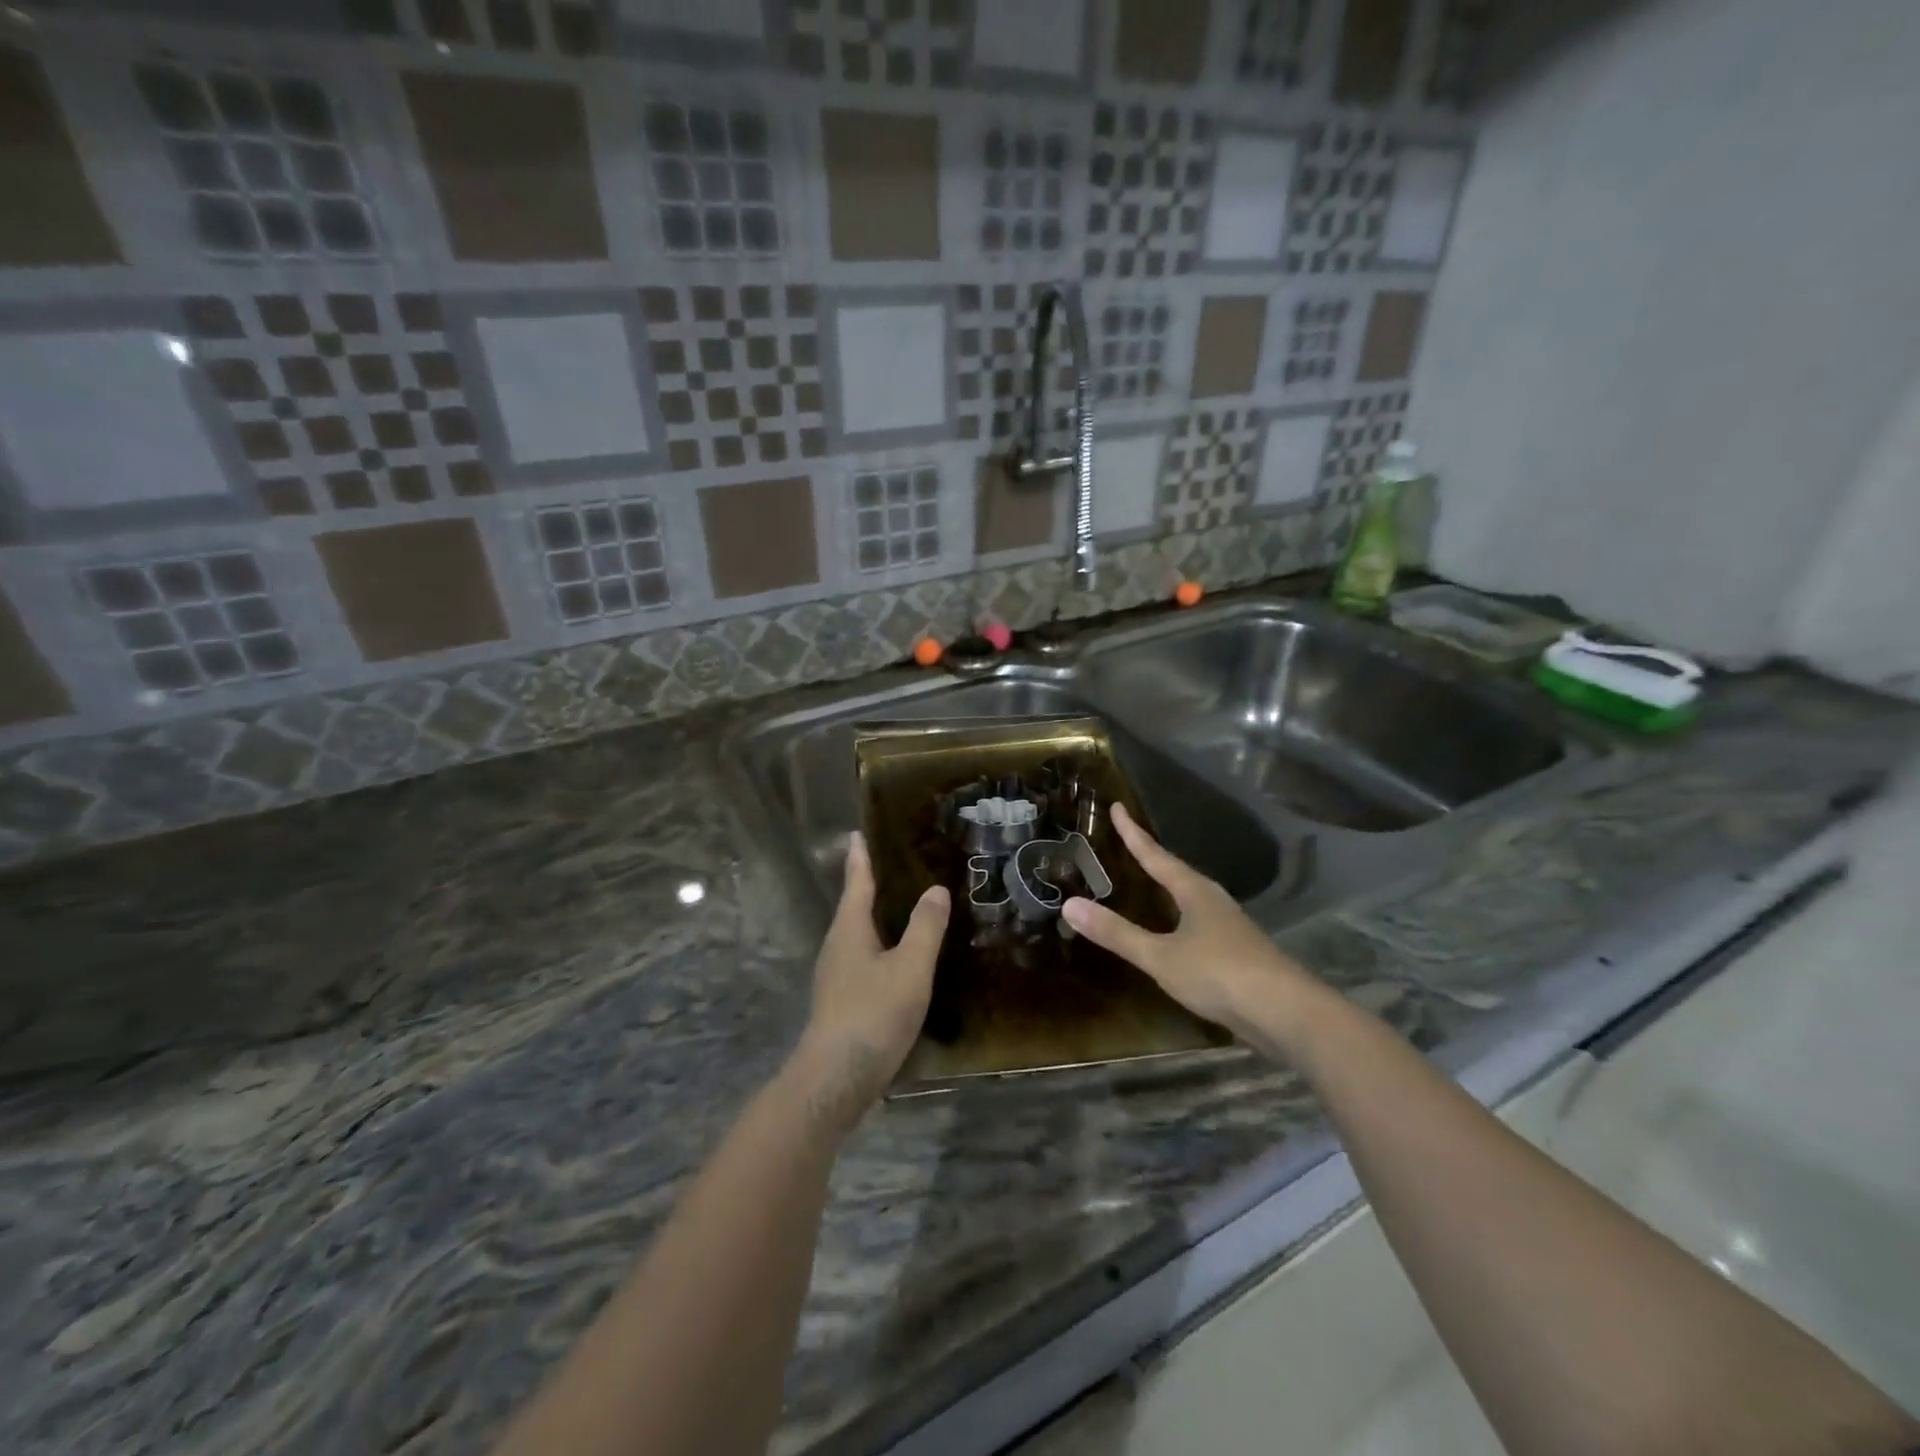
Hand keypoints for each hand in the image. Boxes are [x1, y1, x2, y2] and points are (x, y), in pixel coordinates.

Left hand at [794, 831, 948, 1121]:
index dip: (860, 858)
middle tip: (892, 863)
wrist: (835, 1079)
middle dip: (869, 885)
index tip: (858, 833)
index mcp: (850, 930)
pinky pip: (863, 958)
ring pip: (857, 934)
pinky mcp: (841, 1000)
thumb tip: (935, 889)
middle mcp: (837, 946)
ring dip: (875, 916)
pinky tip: (897, 957)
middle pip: (854, 907)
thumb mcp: (909, 968)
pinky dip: (879, 945)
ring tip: (900, 905)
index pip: (857, 882)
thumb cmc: (873, 1014)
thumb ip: (924, 928)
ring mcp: (836, 975)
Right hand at [1064, 804, 1317, 1042]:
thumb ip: (1117, 933)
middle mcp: (1213, 901)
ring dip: (1169, 888)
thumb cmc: (1219, 974)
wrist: (1287, 1013)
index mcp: (1194, 892)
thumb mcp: (1161, 955)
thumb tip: (1070, 904)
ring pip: (1191, 898)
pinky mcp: (1239, 953)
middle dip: (1153, 858)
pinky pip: (1199, 923)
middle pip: (1177, 872)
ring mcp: (1230, 927)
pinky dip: (1179, 918)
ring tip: (1151, 883)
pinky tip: (1177, 934)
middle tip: (1130, 843)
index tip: (1116, 807)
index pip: (1156, 855)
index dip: (1133, 833)